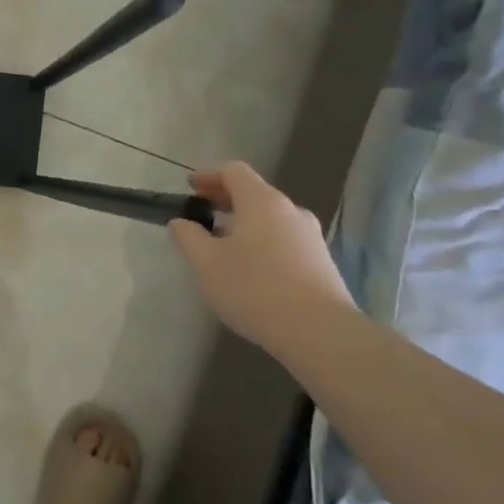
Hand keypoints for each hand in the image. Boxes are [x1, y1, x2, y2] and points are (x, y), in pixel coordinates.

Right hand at [169, 161, 355, 346]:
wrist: (320, 332)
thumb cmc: (255, 289)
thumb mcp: (206, 264)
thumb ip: (188, 237)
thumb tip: (181, 223)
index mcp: (262, 202)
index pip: (233, 171)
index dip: (208, 175)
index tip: (189, 187)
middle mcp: (290, 211)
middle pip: (254, 193)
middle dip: (225, 200)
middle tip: (202, 214)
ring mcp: (310, 237)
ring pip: (270, 218)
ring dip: (244, 223)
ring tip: (224, 245)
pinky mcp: (321, 262)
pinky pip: (284, 240)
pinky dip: (262, 242)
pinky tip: (251, 269)